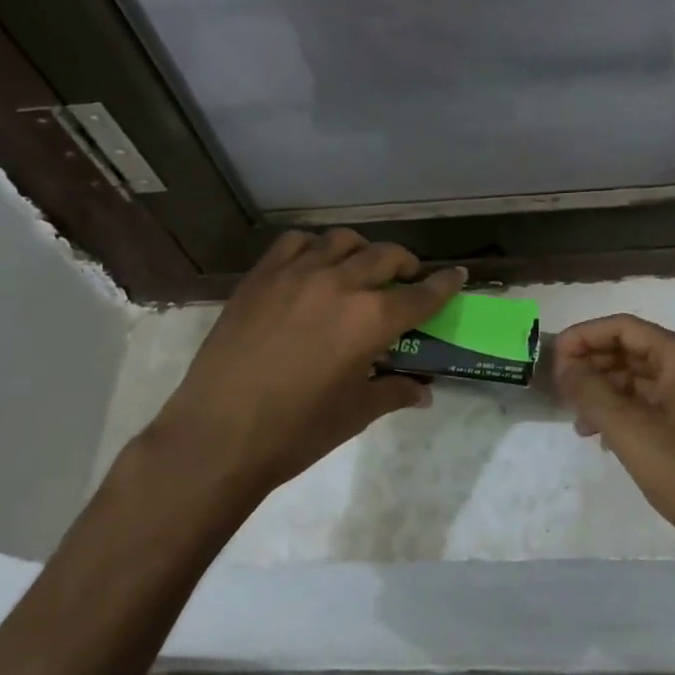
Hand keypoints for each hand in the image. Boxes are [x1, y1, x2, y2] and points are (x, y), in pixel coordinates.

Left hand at [153, 229, 465, 499]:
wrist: (218, 434)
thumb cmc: (295, 432)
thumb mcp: (355, 413)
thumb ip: (393, 392)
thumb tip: (423, 392)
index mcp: (371, 319)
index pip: (421, 294)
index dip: (444, 284)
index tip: (456, 275)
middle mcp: (340, 283)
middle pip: (386, 256)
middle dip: (405, 264)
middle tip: (407, 278)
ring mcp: (297, 273)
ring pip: (342, 240)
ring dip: (361, 250)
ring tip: (360, 268)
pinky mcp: (261, 275)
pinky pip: (296, 242)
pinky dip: (315, 247)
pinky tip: (313, 266)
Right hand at [553, 315, 674, 566]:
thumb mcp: (628, 428)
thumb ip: (590, 390)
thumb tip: (563, 365)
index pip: (623, 327)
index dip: (584, 336)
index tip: (553, 358)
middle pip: (627, 349)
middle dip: (591, 363)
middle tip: (558, 386)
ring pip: (632, 378)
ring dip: (600, 390)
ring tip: (575, 416)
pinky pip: (642, 405)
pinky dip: (616, 413)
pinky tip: (596, 436)